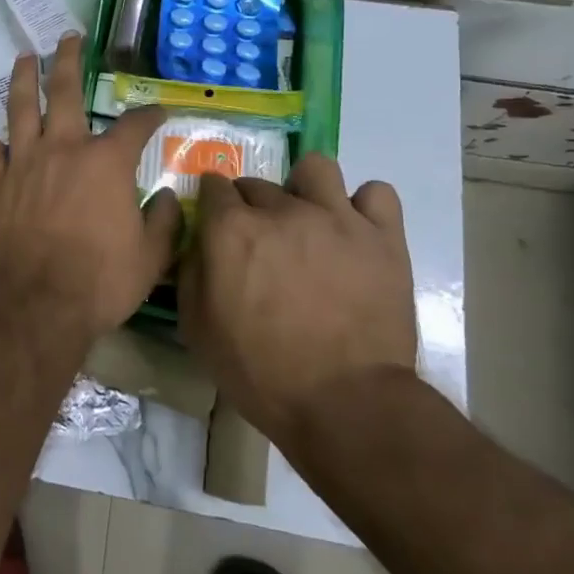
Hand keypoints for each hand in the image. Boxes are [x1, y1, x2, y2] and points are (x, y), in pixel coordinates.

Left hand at [0, 35, 181, 336]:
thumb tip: (166, 198)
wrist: (36, 304)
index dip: (150, 115)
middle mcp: (63, 149)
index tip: (158, 111)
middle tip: (69, 37)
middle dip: (69, 59)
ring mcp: (23, 163)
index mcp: (105, 162)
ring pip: (20, 108)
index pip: (134, 125)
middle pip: (64, 90)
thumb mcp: (151, 257)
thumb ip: (164, 222)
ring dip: (23, 79)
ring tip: (24, 58)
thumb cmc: (100, 280)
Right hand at [179, 154, 416, 440]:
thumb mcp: (197, 328)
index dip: (212, 203)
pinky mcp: (382, 237)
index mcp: (232, 229)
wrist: (346, 404)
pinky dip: (365, 207)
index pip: (213, 186)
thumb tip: (198, 242)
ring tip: (310, 221)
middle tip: (261, 243)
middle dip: (252, 206)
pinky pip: (377, 193)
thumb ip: (190, 272)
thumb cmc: (261, 372)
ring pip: (316, 168)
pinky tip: (356, 232)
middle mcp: (281, 210)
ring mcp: (336, 218)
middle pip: (258, 183)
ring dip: (306, 189)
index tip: (216, 223)